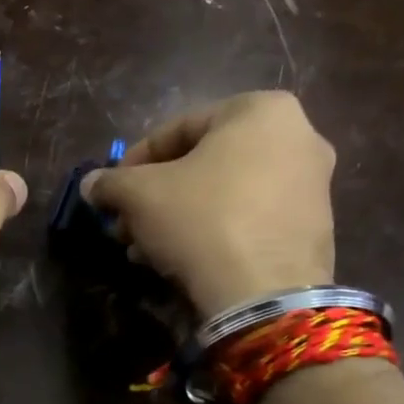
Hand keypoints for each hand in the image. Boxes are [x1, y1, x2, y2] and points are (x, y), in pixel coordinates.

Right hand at [82, 91, 334, 318]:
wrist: (264, 293)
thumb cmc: (201, 221)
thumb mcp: (139, 195)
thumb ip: (111, 182)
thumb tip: (91, 184)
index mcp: (261, 111)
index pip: (178, 128)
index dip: (134, 161)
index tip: (112, 190)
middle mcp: (298, 137)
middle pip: (203, 164)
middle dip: (156, 196)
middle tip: (126, 223)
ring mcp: (312, 186)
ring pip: (224, 194)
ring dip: (177, 217)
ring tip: (144, 249)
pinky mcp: (313, 229)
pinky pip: (248, 219)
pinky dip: (212, 232)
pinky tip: (177, 260)